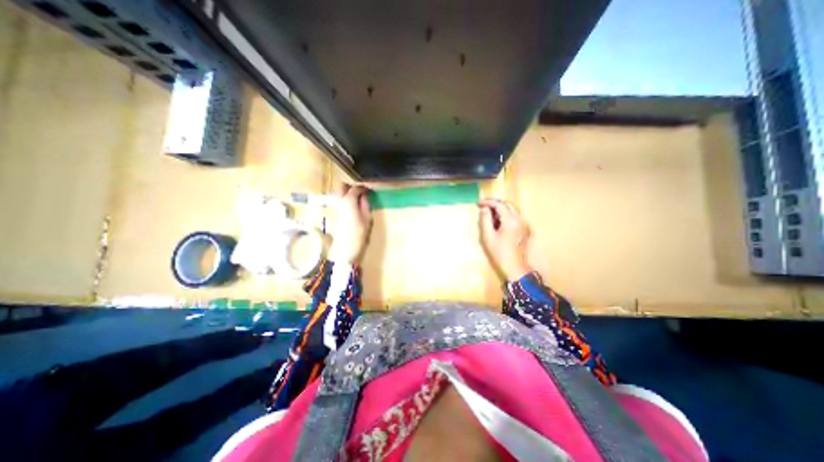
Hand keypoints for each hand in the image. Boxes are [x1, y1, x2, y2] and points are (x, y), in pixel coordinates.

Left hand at [328, 183, 373, 264]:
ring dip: (345, 193)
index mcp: (349, 200)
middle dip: (350, 187)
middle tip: (360, 192)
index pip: (355, 188)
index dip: (363, 188)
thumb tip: (364, 196)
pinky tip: (349, 206)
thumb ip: (365, 204)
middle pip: (341, 186)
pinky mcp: (332, 213)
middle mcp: (338, 201)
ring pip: (337, 193)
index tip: (368, 190)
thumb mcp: (367, 217)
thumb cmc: (359, 233)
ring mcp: (333, 207)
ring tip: (355, 199)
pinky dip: (342, 200)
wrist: (345, 248)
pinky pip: (336, 201)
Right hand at [478, 199, 534, 281]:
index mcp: (511, 221)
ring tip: (489, 214)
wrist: (515, 267)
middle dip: (495, 203)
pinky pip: (515, 217)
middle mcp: (520, 219)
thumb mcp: (488, 237)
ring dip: (500, 209)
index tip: (478, 203)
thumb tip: (484, 209)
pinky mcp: (526, 230)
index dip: (488, 202)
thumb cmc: (499, 253)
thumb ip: (485, 220)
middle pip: (508, 204)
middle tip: (483, 205)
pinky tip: (498, 222)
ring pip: (512, 210)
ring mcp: (525, 224)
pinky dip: (506, 215)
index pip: (499, 205)